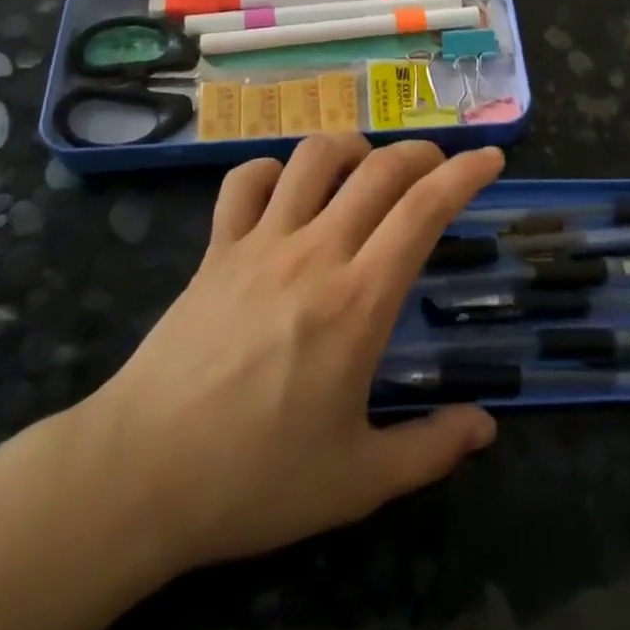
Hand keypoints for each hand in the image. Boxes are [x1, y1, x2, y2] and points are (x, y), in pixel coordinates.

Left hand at [75, 134, 502, 584]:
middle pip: (380, 170)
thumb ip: (430, 450)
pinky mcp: (217, 248)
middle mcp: (316, 252)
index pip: (424, 210)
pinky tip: (287, 190)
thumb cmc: (255, 480)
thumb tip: (486, 427)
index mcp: (359, 300)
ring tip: (367, 168)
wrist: (139, 477)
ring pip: (315, 157)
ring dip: (352, 147)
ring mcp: (261, 242)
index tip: (490, 159)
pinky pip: (244, 181)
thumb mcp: (357, 481)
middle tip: (439, 166)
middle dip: (421, 153)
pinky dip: (273, 171)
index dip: (465, 174)